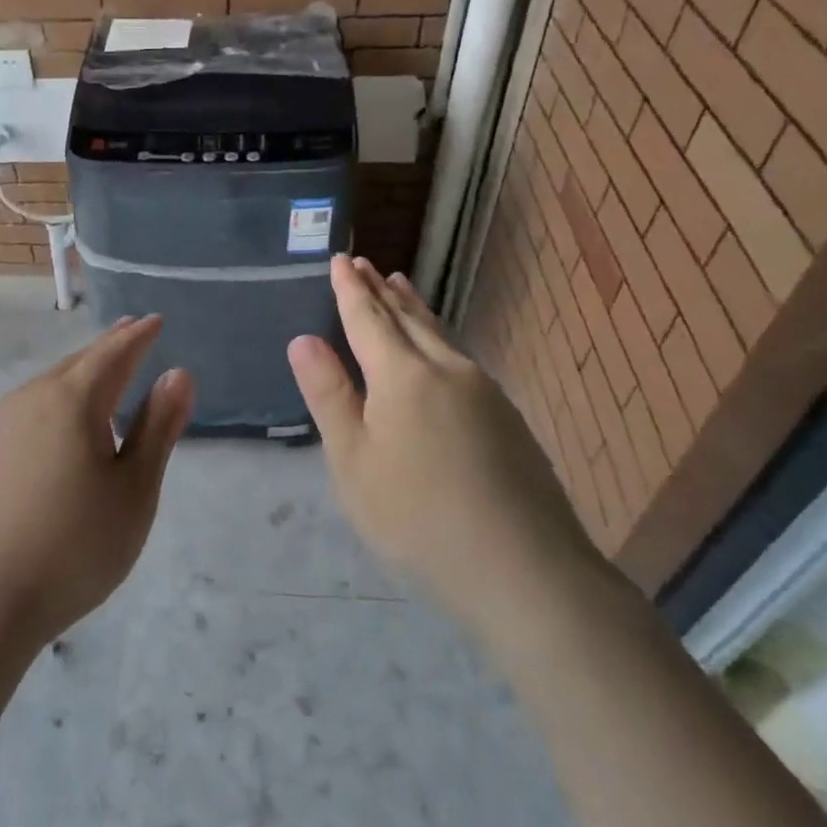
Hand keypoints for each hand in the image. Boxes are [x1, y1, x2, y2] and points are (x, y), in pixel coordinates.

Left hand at [0, 315, 191, 654]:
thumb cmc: (74, 546)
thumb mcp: (134, 490)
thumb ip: (157, 428)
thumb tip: (178, 374)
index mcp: (72, 400)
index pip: (113, 353)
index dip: (138, 336)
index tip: (155, 320)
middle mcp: (31, 400)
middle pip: (78, 363)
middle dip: (108, 347)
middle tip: (131, 332)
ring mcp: (0, 428)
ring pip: (50, 385)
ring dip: (81, 373)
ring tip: (103, 371)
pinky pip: (31, 411)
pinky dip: (57, 401)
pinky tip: (62, 424)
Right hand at [287, 256, 598, 621]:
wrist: (523, 567)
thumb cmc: (417, 517)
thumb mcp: (353, 461)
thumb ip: (329, 396)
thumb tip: (303, 339)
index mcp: (401, 375)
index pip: (367, 318)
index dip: (350, 289)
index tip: (340, 259)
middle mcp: (446, 368)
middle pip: (407, 318)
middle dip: (380, 290)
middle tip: (364, 264)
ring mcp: (483, 390)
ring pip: (439, 333)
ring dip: (413, 306)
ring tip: (399, 284)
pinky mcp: (506, 415)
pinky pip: (460, 355)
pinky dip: (438, 334)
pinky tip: (438, 345)